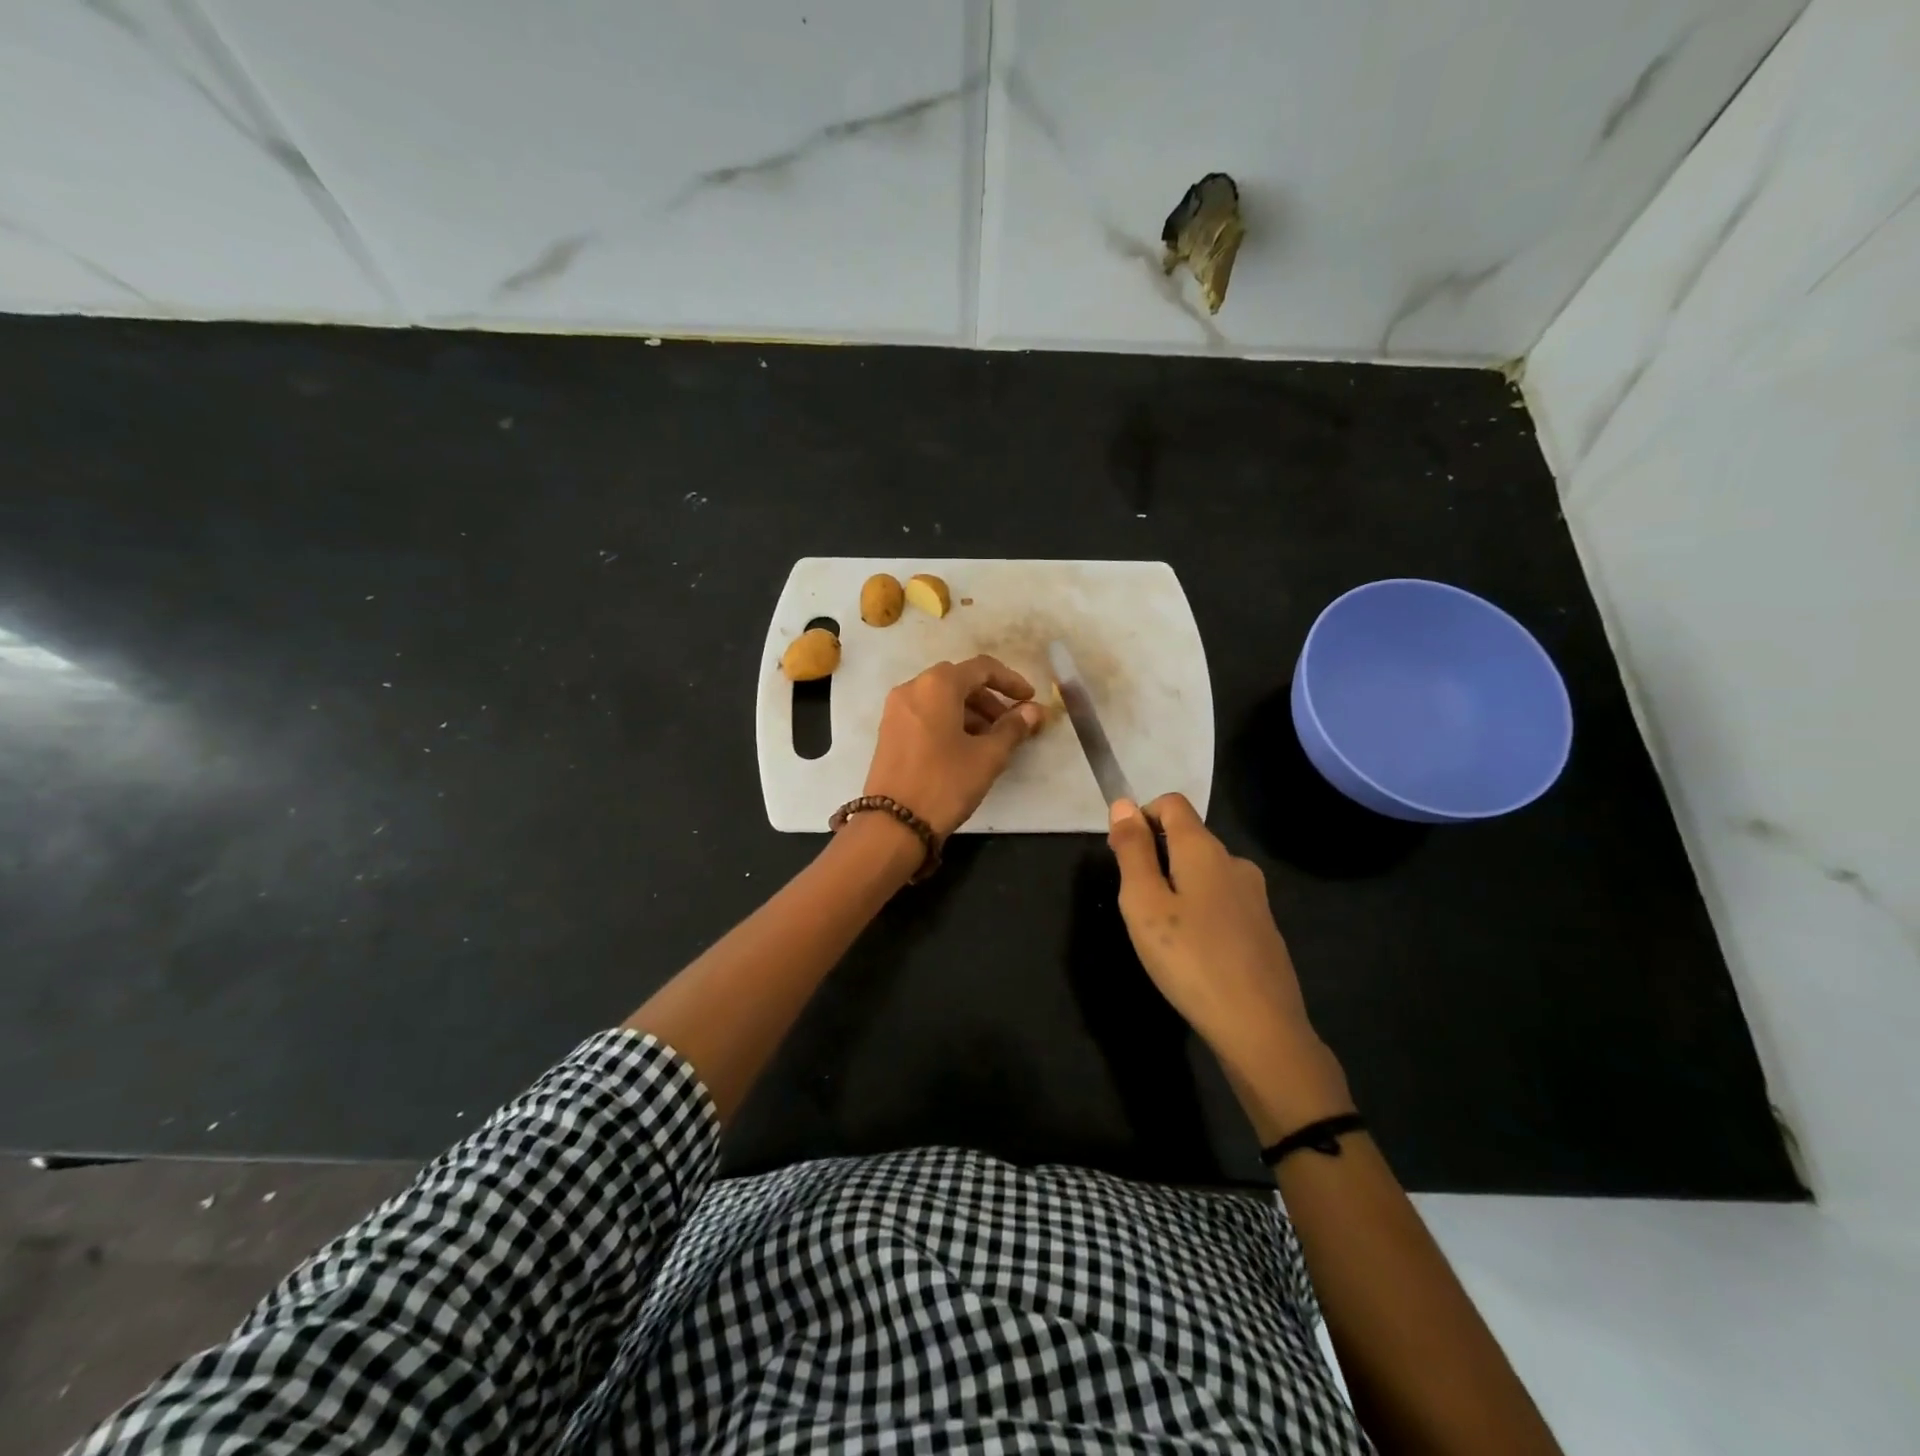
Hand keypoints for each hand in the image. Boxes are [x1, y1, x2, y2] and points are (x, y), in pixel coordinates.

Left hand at [864, 656, 1046, 836]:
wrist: (893, 824)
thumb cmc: (945, 783)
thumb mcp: (987, 757)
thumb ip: (1013, 728)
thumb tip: (1034, 711)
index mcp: (937, 685)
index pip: (982, 668)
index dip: (1011, 681)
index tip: (1030, 700)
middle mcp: (912, 688)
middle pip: (959, 681)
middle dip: (990, 699)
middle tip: (1012, 724)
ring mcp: (896, 710)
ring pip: (941, 699)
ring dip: (971, 712)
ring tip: (992, 741)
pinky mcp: (889, 731)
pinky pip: (926, 714)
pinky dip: (949, 721)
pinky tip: (965, 748)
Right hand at [1108, 794, 1344, 1121]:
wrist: (1260, 1027)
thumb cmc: (1189, 959)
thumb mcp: (1144, 903)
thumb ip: (1132, 851)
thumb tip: (1123, 803)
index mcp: (1204, 849)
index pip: (1172, 803)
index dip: (1141, 817)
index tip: (1122, 856)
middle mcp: (1235, 862)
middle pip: (1188, 837)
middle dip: (1155, 857)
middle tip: (1136, 906)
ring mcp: (1255, 896)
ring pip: (1204, 871)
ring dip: (1176, 886)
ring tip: (1162, 933)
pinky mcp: (1263, 927)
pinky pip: (1221, 900)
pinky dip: (1199, 910)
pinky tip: (1193, 951)